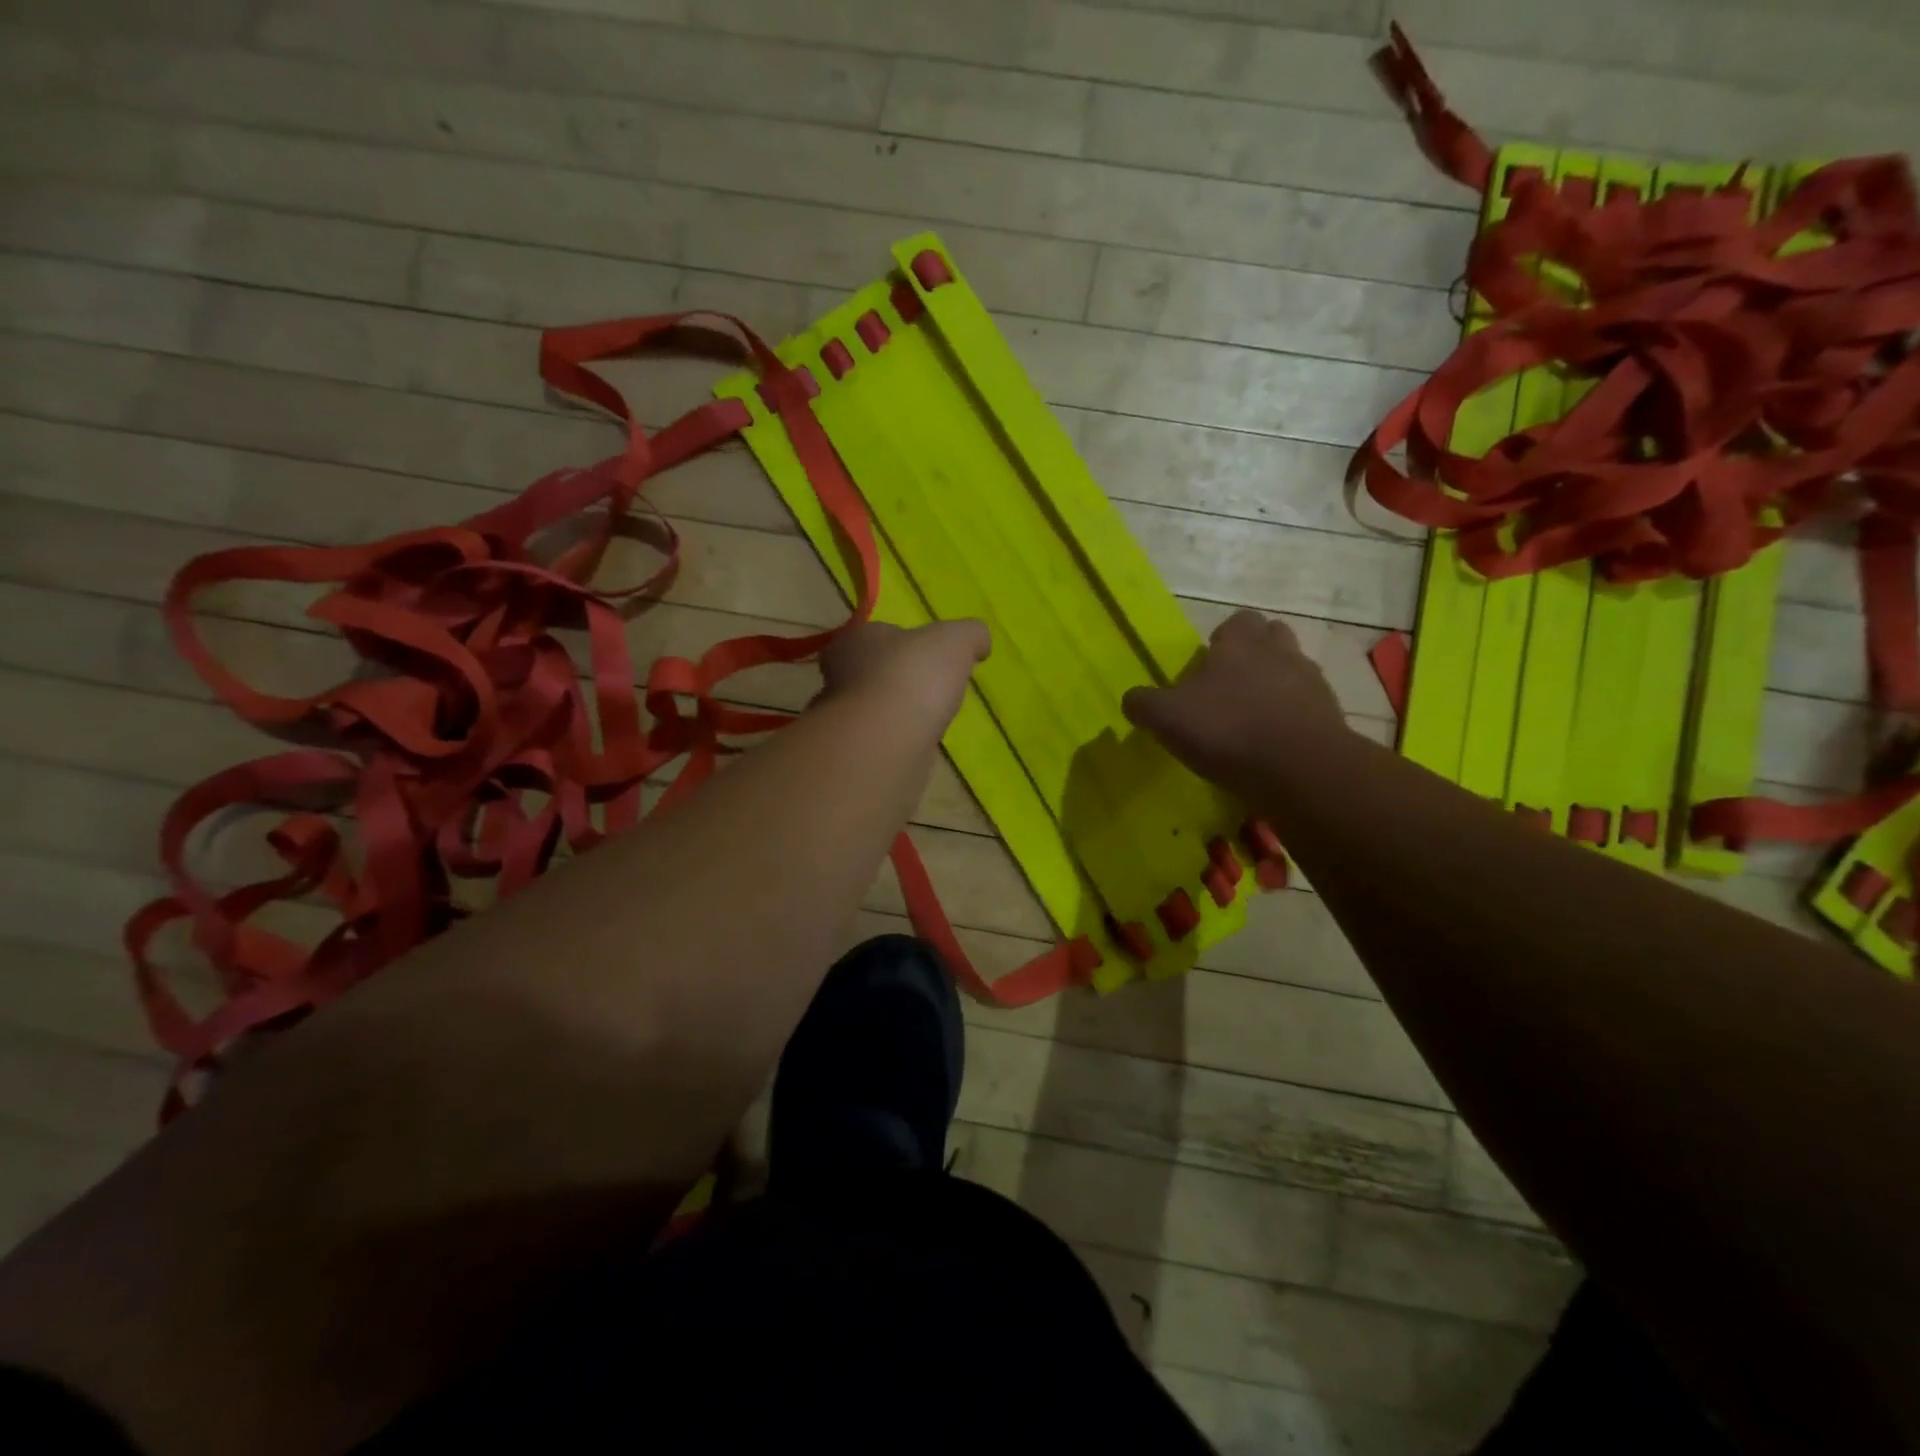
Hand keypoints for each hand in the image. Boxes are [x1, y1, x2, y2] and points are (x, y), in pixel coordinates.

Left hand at [819, 619, 990, 729]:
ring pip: (874, 709)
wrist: (887, 740)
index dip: (906, 642)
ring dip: (898, 713)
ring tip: (930, 719)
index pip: (879, 634)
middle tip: (933, 688)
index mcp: (856, 640)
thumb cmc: (913, 676)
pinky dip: (898, 741)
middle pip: (873, 672)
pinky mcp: (853, 753)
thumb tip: (980, 641)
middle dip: (899, 679)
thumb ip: (970, 634)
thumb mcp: (955, 640)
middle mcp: (839, 676)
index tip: (932, 655)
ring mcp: (843, 718)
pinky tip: (918, 745)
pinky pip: (880, 741)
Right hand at [1122, 611, 1347, 798]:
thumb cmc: (1226, 730)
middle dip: (1255, 653)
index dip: (1223, 638)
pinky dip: (1293, 717)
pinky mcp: (1331, 717)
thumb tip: (1132, 698)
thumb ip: (1144, 704)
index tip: (1208, 663)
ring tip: (1253, 716)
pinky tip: (1274, 743)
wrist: (1299, 769)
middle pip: (1272, 637)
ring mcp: (1312, 683)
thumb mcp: (1166, 718)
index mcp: (1240, 643)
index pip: (1237, 620)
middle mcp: (1280, 652)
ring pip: (1293, 670)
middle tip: (1231, 684)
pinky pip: (1308, 707)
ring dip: (1276, 685)